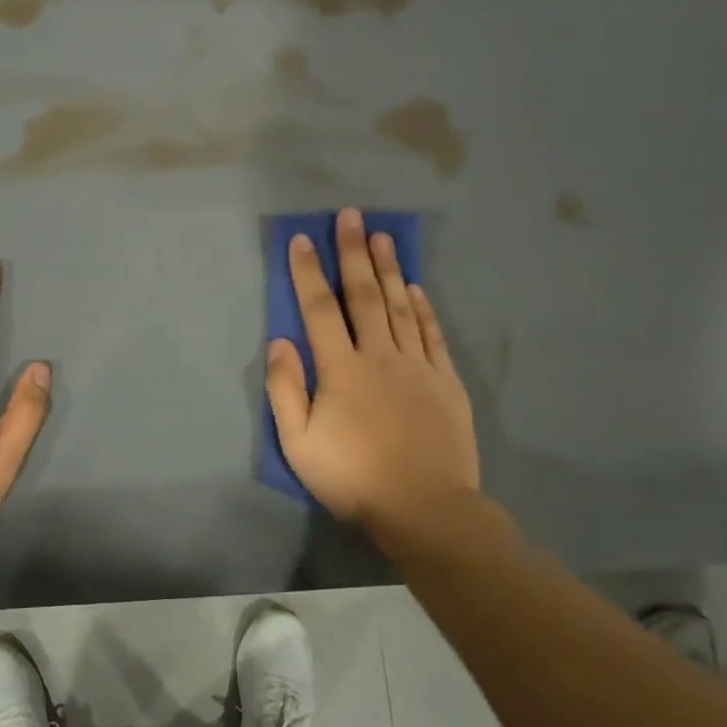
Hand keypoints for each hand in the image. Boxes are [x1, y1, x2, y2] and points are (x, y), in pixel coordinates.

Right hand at [265, 208, 481, 538]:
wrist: (425, 509)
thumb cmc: (353, 478)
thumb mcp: (299, 442)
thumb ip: (285, 389)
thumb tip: (280, 341)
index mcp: (341, 369)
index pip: (320, 309)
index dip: (309, 272)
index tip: (302, 239)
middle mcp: (380, 356)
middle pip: (365, 296)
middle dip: (354, 253)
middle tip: (351, 216)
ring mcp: (418, 367)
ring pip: (402, 307)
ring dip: (390, 269)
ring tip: (383, 236)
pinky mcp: (446, 383)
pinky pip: (433, 335)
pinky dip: (424, 308)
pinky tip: (417, 289)